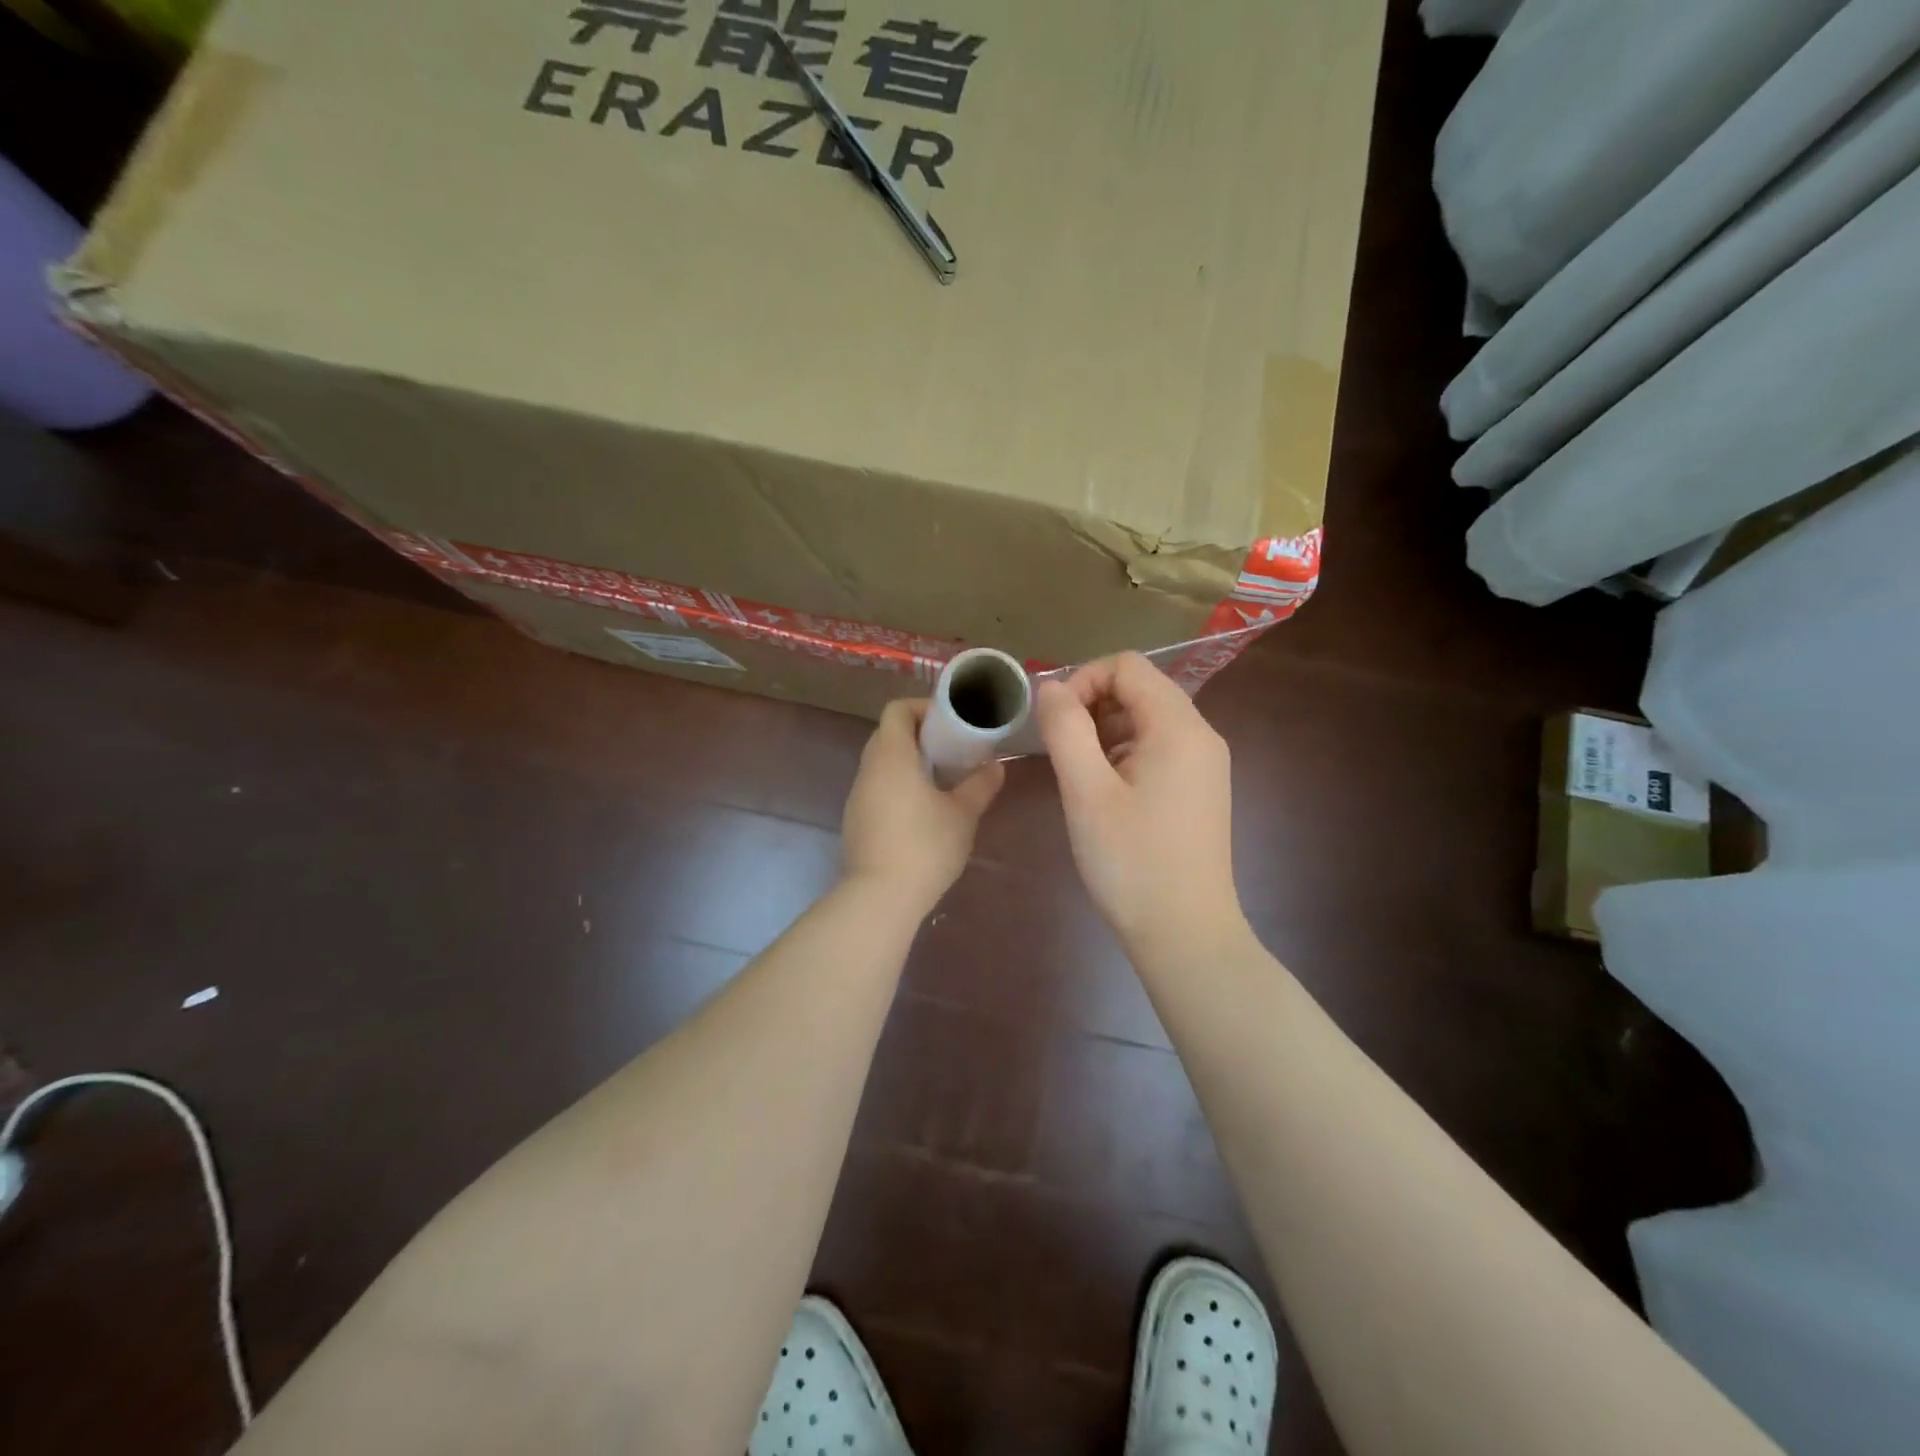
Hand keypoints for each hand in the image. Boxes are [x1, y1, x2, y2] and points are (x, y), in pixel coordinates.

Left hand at [842, 699, 1003, 911]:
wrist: (881, 897)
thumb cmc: (925, 846)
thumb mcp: (962, 814)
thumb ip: (980, 785)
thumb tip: (996, 766)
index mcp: (891, 755)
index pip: (897, 710)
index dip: (923, 708)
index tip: (951, 722)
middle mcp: (868, 769)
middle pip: (888, 734)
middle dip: (920, 735)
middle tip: (952, 750)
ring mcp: (857, 796)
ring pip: (882, 763)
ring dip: (909, 763)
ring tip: (941, 779)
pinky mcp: (856, 821)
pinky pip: (877, 788)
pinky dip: (898, 786)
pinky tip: (922, 811)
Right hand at [1036, 654, 1249, 957]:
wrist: (1185, 933)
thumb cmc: (1131, 862)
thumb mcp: (1086, 792)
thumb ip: (1065, 729)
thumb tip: (1052, 688)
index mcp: (1179, 727)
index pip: (1127, 666)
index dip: (1083, 680)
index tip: (1055, 723)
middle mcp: (1201, 735)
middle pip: (1141, 688)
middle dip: (1092, 704)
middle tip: (1061, 749)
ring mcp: (1206, 763)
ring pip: (1148, 717)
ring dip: (1106, 730)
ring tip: (1079, 773)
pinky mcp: (1200, 788)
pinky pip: (1159, 747)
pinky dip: (1125, 752)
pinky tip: (1105, 791)